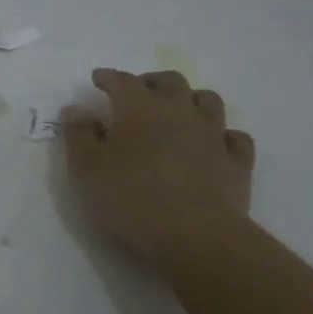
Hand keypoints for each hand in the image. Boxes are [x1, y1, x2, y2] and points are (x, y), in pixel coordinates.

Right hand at [61, 69, 254, 262]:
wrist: (195, 236)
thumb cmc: (131, 199)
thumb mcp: (87, 170)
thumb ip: (78, 135)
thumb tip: (75, 108)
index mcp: (140, 109)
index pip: (122, 81)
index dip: (108, 77)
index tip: (98, 79)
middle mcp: (180, 111)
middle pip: (169, 82)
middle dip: (151, 82)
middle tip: (138, 93)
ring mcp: (213, 135)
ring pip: (208, 100)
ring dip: (190, 100)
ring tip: (178, 111)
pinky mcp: (237, 162)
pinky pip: (234, 137)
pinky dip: (222, 134)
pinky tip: (214, 143)